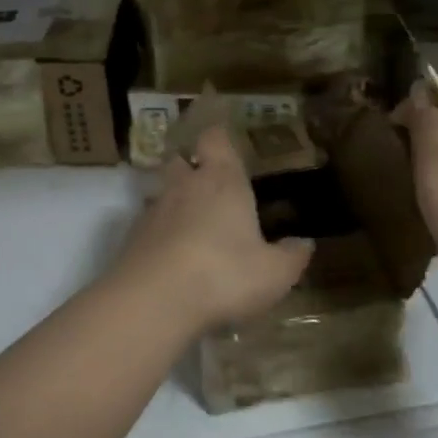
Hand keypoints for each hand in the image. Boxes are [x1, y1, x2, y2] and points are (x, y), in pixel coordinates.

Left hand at [101, 124, 313, 331]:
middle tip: (208, 185)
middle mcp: (184, 186)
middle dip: (191, 167)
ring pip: (162, 192)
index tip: (226, 143)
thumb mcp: (273, 273)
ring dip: (174, 203)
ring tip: (192, 226)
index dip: (219, 138)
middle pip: (180, 160)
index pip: (215, 139)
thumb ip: (291, 256)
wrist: (153, 299)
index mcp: (222, 181)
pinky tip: (173, 256)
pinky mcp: (132, 237)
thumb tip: (305, 242)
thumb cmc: (223, 274)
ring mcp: (153, 210)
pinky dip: (160, 233)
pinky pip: (148, 225)